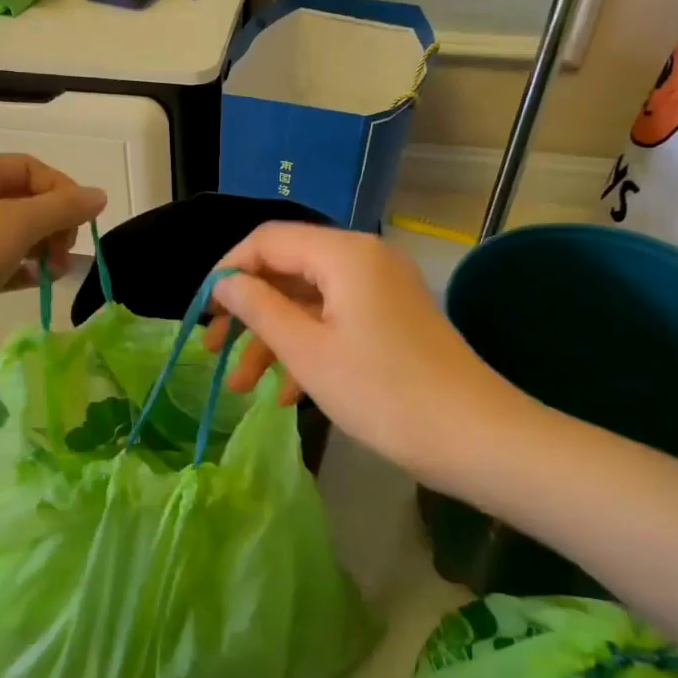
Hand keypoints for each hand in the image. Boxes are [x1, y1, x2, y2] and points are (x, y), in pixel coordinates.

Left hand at [0, 154, 106, 366]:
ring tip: (55, 273)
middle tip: (65, 253)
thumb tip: (100, 196)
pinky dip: (21, 268)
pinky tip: (37, 282)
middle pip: (25, 200)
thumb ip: (64, 209)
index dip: (64, 192)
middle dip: (54, 224)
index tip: (81, 224)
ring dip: (42, 248)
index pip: (32, 169)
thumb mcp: (20, 224)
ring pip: (13, 232)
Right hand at [205, 223, 534, 489]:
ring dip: (273, 340)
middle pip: (288, 271)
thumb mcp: (307, 350)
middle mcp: (363, 259)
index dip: (228, 271)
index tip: (202, 313)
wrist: (474, 437)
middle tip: (213, 351)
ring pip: (309, 303)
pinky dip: (308, 349)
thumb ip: (259, 308)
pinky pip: (336, 322)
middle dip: (248, 312)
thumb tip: (225, 282)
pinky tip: (286, 395)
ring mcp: (381, 291)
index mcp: (343, 253)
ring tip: (242, 387)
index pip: (268, 240)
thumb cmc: (382, 391)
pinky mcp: (392, 321)